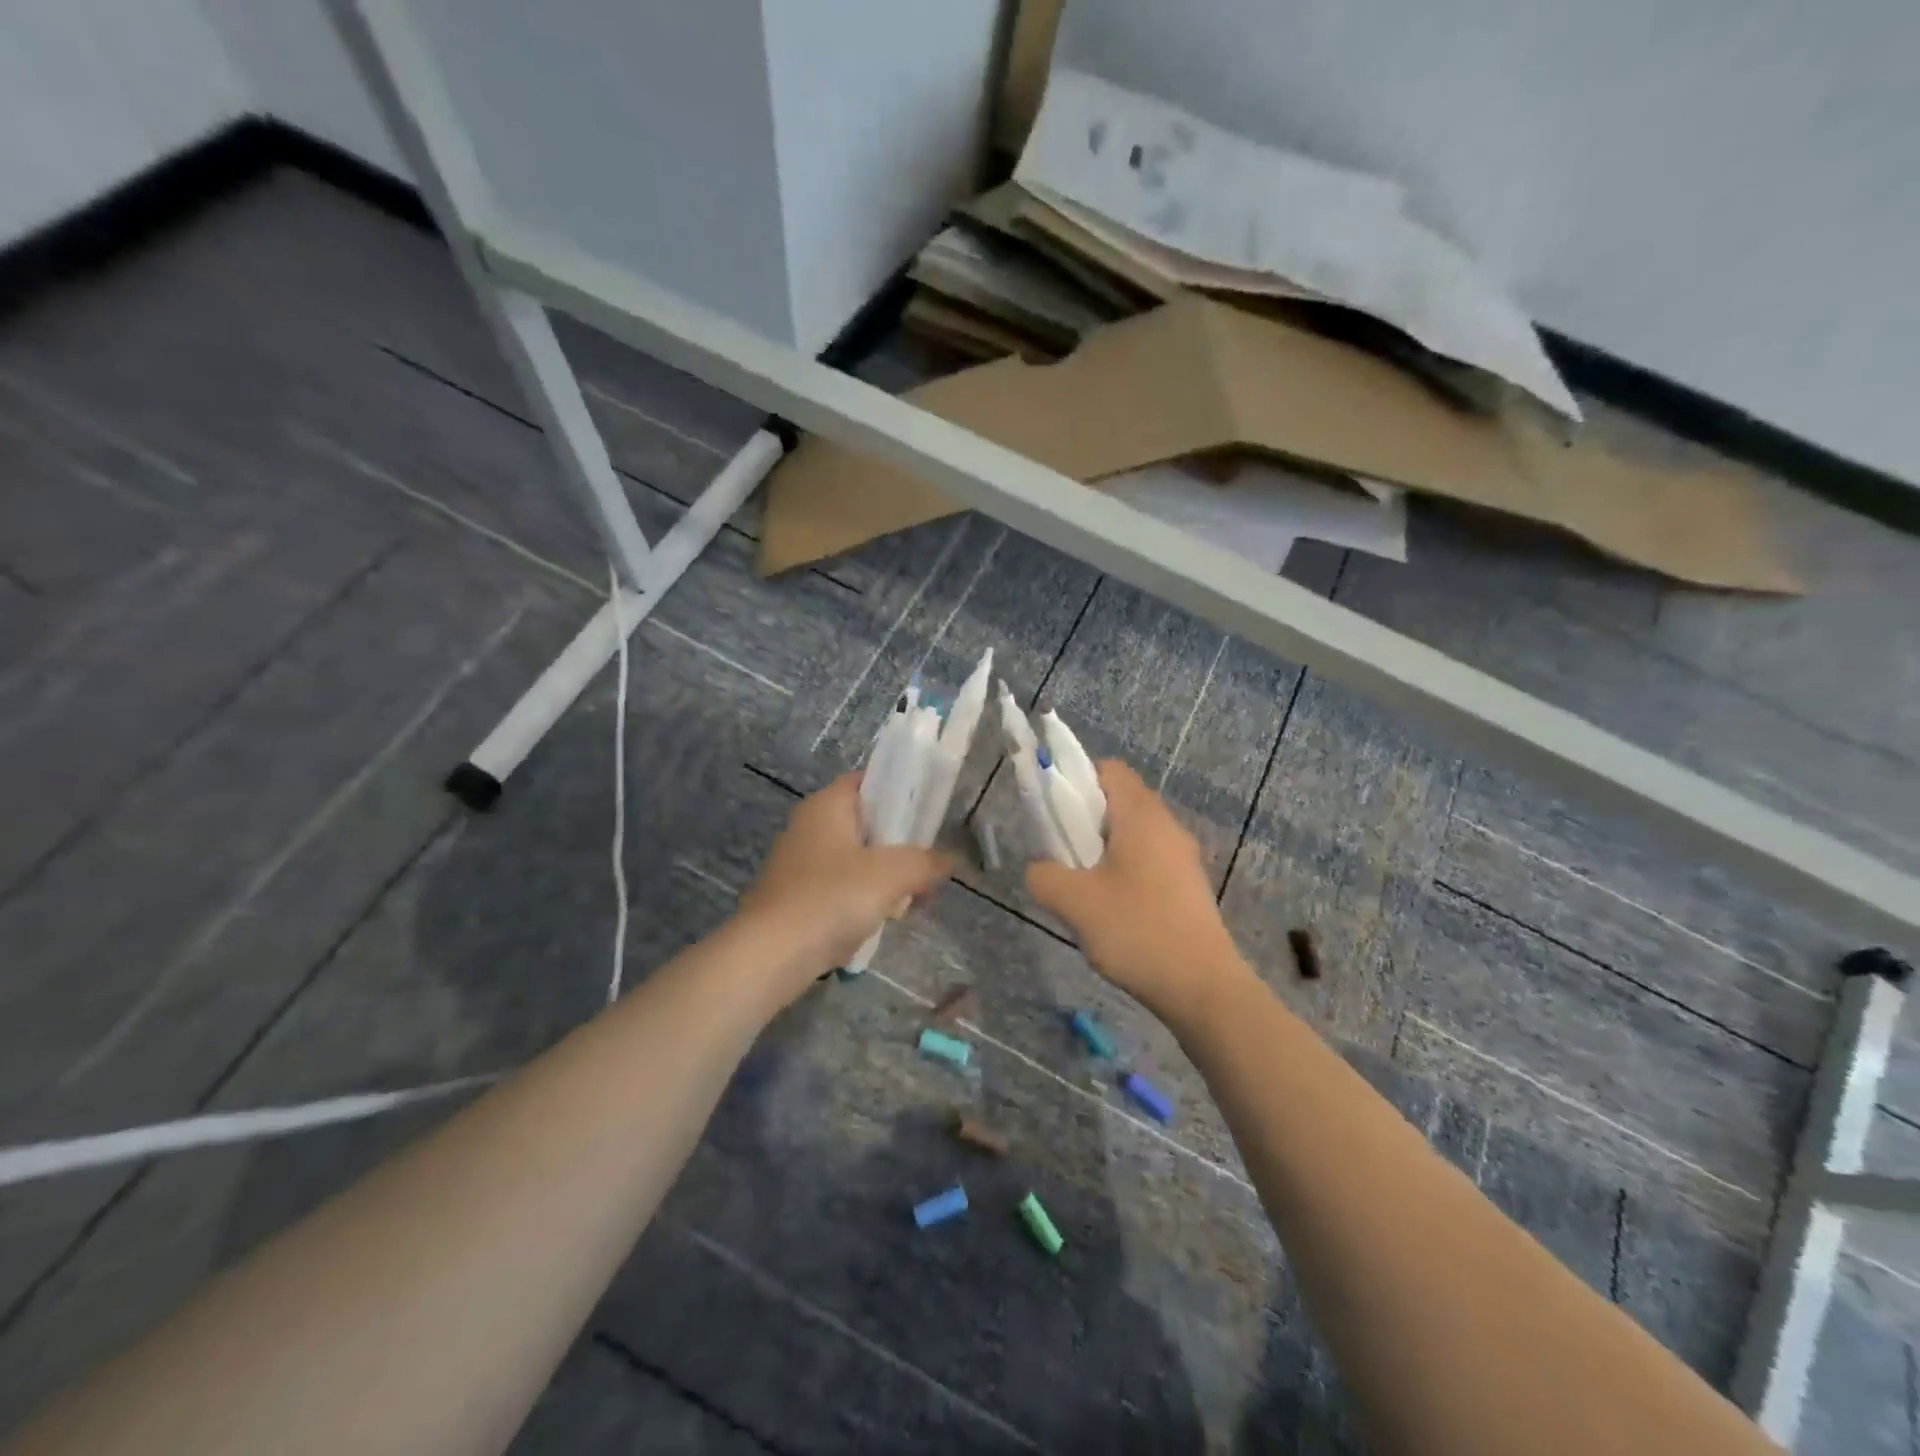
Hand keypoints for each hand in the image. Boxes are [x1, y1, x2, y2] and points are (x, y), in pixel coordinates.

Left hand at [737, 773, 955, 995]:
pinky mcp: (795, 897)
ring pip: (855, 859)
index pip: (869, 781)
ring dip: (884, 877)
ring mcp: (798, 863)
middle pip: (866, 823)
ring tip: (912, 900)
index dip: (901, 792)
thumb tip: (951, 860)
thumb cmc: (832, 898)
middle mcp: (809, 825)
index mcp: (827, 804)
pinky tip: (881, 921)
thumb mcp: (892, 874)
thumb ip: (926, 862)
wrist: (771, 956)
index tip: (930, 814)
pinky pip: (839, 888)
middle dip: (899, 845)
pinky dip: (861, 900)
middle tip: (928, 865)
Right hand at [1026, 760, 1250, 1028]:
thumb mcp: (1074, 902)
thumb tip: (1039, 868)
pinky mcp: (1188, 887)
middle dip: (1084, 822)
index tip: (1055, 815)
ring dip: (1102, 852)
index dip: (1076, 781)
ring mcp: (1182, 858)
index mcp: (1142, 815)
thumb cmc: (1137, 930)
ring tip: (1082, 889)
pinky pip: (1147, 862)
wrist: (1203, 988)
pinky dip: (1123, 873)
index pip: (1108, 770)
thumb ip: (1044, 875)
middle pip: (1119, 802)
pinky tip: (1111, 912)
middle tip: (1061, 856)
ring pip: (1132, 835)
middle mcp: (1167, 826)